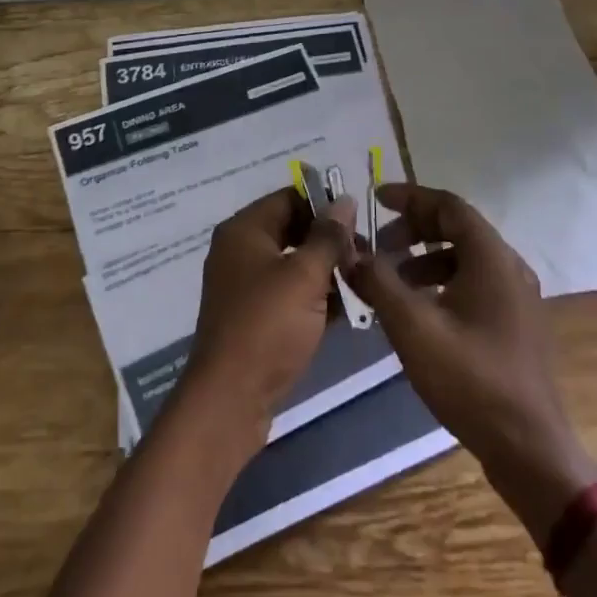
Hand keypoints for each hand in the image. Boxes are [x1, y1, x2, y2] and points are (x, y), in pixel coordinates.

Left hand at [181, 187, 355, 443]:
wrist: (230, 398)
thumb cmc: (267, 326)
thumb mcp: (304, 276)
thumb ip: (327, 237)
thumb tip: (344, 200)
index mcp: (244, 230)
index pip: (289, 198)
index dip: (324, 205)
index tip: (359, 223)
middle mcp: (240, 251)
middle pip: (292, 230)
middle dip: (330, 241)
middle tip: (366, 257)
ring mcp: (246, 286)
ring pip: (294, 264)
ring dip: (327, 271)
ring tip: (364, 282)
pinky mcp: (255, 317)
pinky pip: (290, 294)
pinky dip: (315, 297)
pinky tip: (349, 310)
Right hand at [346, 183, 596, 540]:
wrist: (529, 449)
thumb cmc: (471, 379)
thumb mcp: (413, 327)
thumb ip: (378, 282)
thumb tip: (348, 252)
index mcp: (491, 257)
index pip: (448, 205)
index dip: (409, 197)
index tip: (374, 199)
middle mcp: (510, 267)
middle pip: (457, 228)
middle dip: (413, 229)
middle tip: (378, 244)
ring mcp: (517, 297)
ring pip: (465, 258)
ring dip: (424, 258)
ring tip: (391, 280)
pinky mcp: (515, 324)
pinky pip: (474, 283)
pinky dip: (441, 282)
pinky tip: (418, 311)